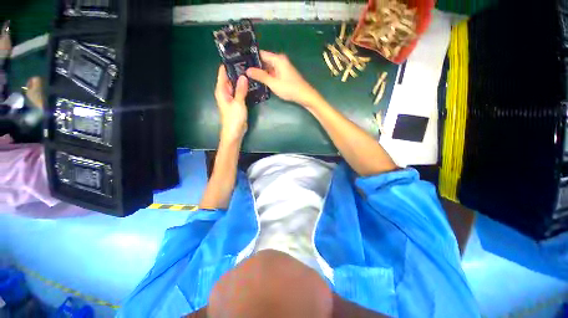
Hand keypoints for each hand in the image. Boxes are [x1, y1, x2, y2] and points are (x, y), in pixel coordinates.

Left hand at [215, 65, 247, 141]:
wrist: (235, 132)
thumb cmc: (234, 118)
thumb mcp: (238, 103)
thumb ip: (240, 89)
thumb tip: (243, 76)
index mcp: (221, 90)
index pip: (223, 73)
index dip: (229, 64)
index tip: (237, 56)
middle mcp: (225, 92)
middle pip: (230, 78)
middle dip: (237, 71)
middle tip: (248, 62)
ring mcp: (231, 97)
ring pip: (236, 85)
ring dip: (242, 80)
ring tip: (251, 71)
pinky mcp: (237, 102)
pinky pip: (240, 92)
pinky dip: (244, 88)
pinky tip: (251, 84)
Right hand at [246, 50, 320, 107]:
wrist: (304, 95)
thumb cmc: (289, 88)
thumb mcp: (273, 83)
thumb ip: (261, 76)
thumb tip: (247, 70)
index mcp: (278, 59)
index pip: (261, 54)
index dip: (251, 57)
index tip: (240, 61)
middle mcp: (280, 61)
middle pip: (264, 60)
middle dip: (255, 65)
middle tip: (242, 69)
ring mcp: (282, 68)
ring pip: (268, 67)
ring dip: (260, 72)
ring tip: (247, 75)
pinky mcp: (284, 74)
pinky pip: (272, 72)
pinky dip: (267, 76)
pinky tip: (259, 80)